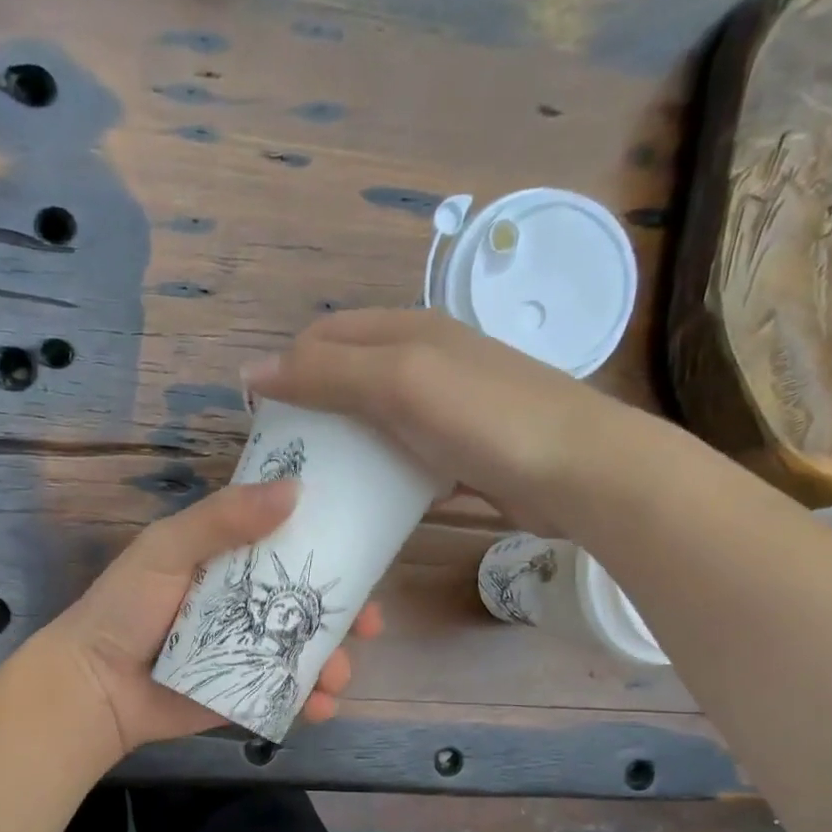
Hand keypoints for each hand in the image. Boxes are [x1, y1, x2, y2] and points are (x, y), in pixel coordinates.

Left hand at [39, 481, 383, 758]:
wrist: (93, 685)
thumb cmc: (125, 608)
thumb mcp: (167, 549)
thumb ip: (223, 519)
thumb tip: (296, 489)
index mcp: (230, 563)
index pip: (291, 547)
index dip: (332, 549)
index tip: (367, 554)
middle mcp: (245, 605)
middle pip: (308, 604)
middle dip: (346, 616)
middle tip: (370, 626)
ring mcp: (246, 652)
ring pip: (306, 652)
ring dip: (334, 663)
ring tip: (337, 677)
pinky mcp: (242, 694)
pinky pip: (286, 695)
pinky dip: (311, 703)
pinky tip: (321, 707)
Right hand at [241, 308, 653, 536]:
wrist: (579, 472)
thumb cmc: (486, 420)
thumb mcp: (400, 383)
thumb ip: (328, 373)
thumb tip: (252, 370)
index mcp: (408, 332)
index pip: (324, 336)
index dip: (286, 369)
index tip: (262, 422)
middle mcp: (424, 361)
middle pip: (346, 376)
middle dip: (308, 409)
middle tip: (282, 459)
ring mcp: (445, 408)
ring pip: (372, 419)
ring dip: (341, 444)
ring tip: (313, 483)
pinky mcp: (459, 451)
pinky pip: (400, 455)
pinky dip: (376, 472)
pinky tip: (364, 500)